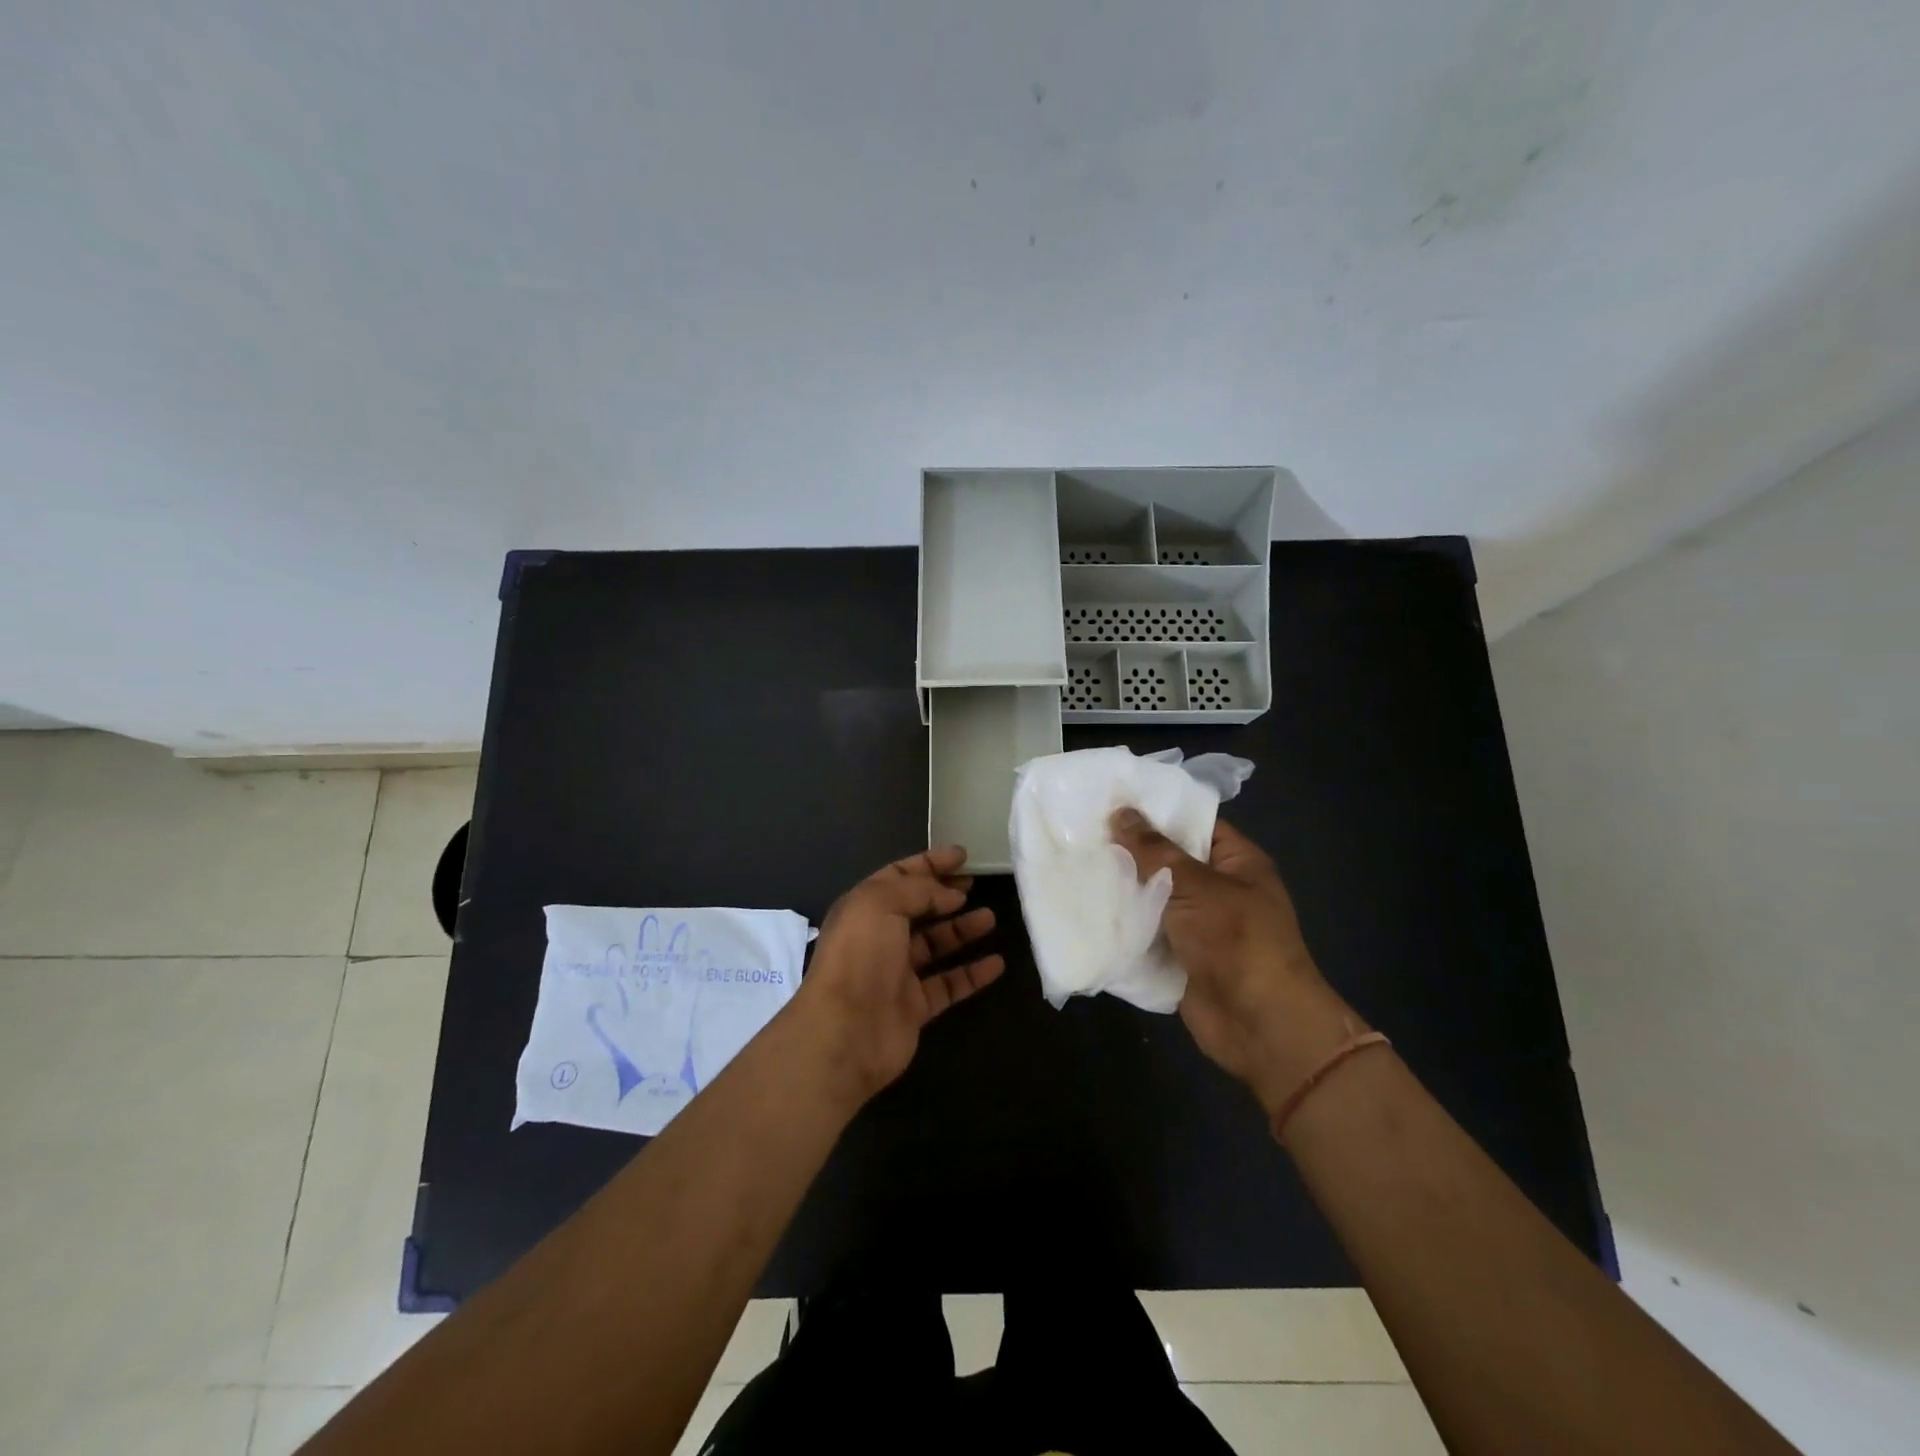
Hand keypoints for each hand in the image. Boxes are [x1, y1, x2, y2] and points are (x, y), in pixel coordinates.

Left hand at [795, 846, 1005, 1101]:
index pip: (899, 876)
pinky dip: (972, 974)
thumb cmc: (860, 956)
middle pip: (917, 909)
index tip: (962, 856)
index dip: (929, 863)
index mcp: (864, 908)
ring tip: (991, 917)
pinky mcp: (914, 1007)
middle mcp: (879, 938)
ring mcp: (896, 974)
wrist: (846, 1031)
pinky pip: (949, 984)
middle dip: (945, 894)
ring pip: (935, 946)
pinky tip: (997, 963)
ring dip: (962, 930)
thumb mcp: (881, 903)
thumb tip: (952, 894)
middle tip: (976, 883)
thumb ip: (918, 890)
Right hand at [1110, 810, 1365, 1112]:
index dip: (1157, 812)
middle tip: (1082, 831)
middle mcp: (1218, 890)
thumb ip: (1154, 850)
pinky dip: (1122, 926)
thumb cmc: (1236, 941)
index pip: (1195, 823)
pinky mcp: (1179, 958)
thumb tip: (1121, 812)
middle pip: (1169, 862)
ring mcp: (1198, 927)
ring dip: (1122, 889)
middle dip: (1130, 851)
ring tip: (1075, 863)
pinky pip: (1146, 933)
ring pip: (1153, 899)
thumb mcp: (1195, 885)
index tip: (1112, 800)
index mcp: (1237, 863)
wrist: (1259, 1025)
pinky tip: (1084, 907)